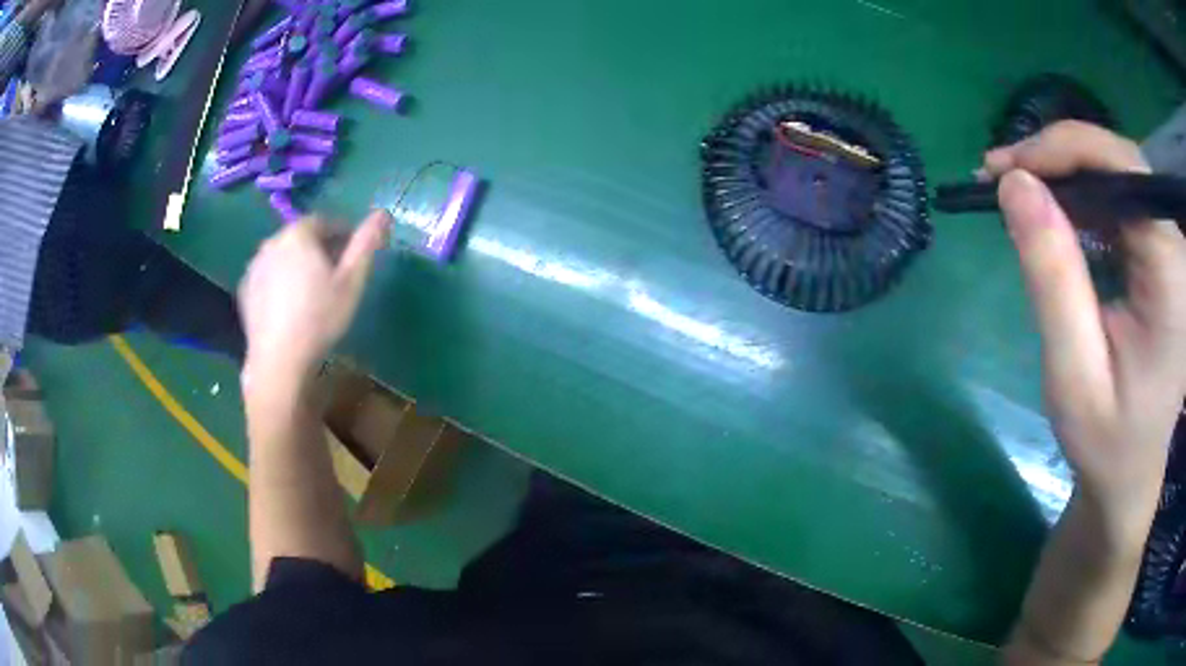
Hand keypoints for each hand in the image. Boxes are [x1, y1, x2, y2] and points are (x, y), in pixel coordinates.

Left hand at [238, 211, 391, 383]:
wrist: (279, 360)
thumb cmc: (319, 318)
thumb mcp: (351, 281)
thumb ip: (366, 244)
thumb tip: (383, 213)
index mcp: (298, 234)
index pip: (324, 222)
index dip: (342, 233)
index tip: (354, 253)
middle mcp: (272, 242)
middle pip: (300, 237)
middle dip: (319, 248)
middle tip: (335, 273)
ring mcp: (254, 266)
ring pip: (282, 256)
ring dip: (297, 264)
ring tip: (311, 290)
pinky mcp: (245, 290)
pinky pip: (267, 276)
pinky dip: (279, 281)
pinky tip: (289, 305)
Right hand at [984, 121, 1185, 543]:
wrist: (1130, 472)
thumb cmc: (1106, 442)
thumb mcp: (1073, 375)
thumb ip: (1053, 278)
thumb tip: (1015, 184)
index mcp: (1171, 278)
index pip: (1126, 170)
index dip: (1067, 150)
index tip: (1007, 168)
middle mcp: (1176, 250)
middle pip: (1120, 164)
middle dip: (1060, 159)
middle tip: (1001, 178)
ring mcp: (1171, 250)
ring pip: (1117, 175)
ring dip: (1066, 176)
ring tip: (1018, 194)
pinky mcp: (1160, 253)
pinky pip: (1119, 200)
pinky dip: (1081, 197)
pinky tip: (1054, 215)